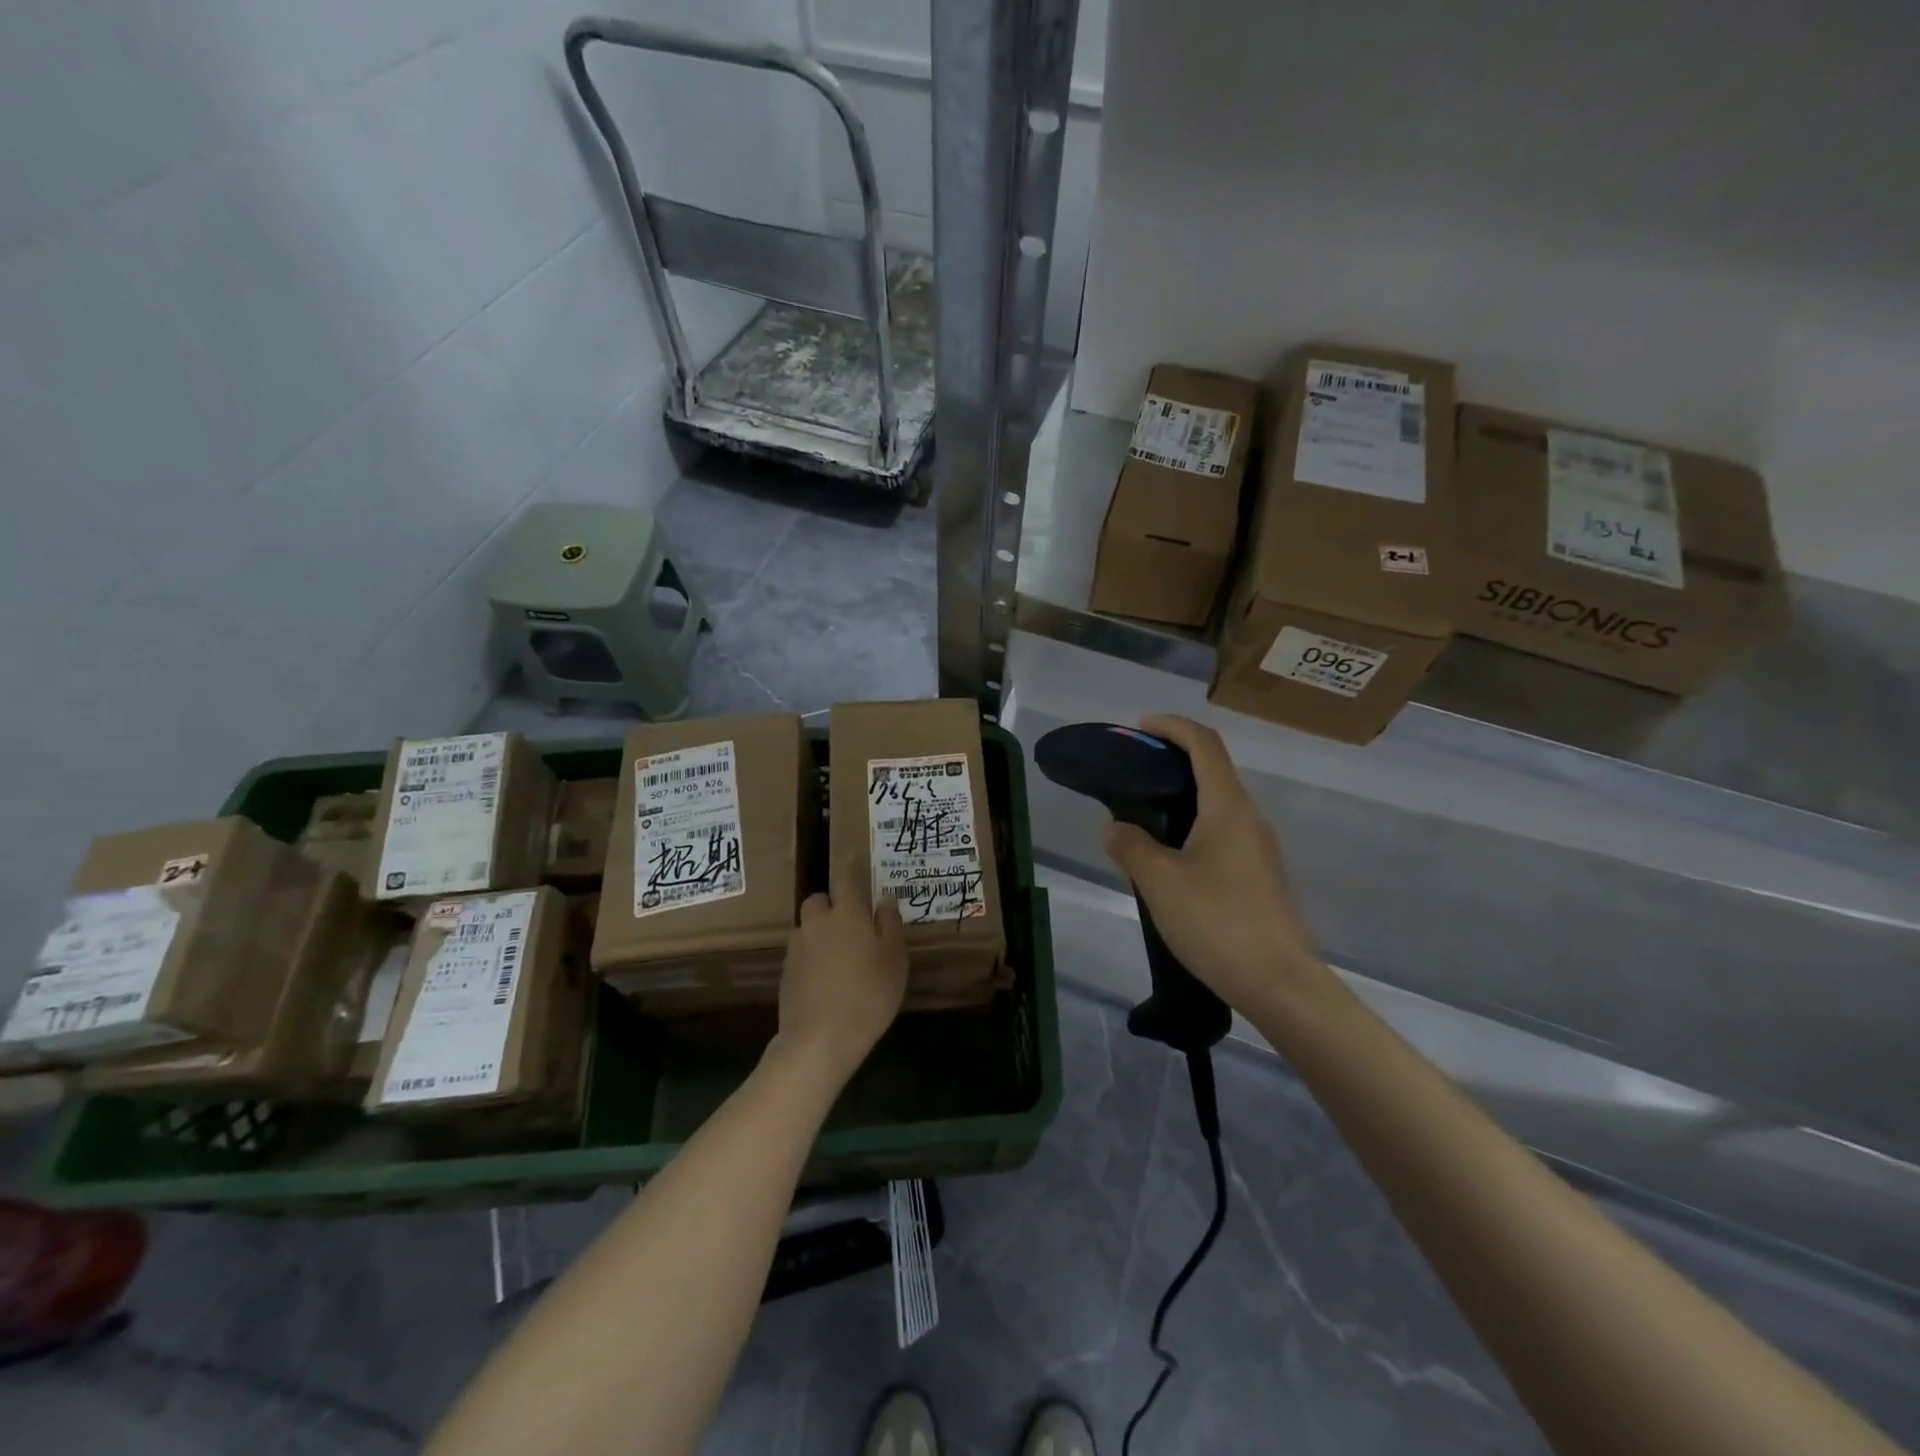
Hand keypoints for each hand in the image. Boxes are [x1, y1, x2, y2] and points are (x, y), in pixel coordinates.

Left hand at [775, 859, 907, 1081]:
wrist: (819, 1040)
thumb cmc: (868, 995)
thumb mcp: (895, 960)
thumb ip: (890, 925)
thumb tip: (884, 899)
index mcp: (847, 913)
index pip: (845, 877)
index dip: (849, 865)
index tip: (851, 857)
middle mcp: (817, 922)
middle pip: (818, 900)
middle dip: (831, 904)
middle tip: (851, 923)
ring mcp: (796, 948)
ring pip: (807, 927)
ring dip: (820, 931)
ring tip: (839, 955)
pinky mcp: (785, 972)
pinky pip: (800, 952)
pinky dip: (811, 956)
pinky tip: (825, 978)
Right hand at [1102, 714, 1321, 1014]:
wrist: (1279, 983)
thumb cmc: (1217, 922)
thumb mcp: (1159, 881)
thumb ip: (1131, 846)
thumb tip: (1115, 826)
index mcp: (1228, 807)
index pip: (1204, 744)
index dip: (1172, 726)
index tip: (1139, 728)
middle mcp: (1249, 818)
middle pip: (1213, 770)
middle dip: (1172, 760)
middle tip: (1132, 775)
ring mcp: (1259, 849)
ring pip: (1217, 805)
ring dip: (1181, 797)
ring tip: (1142, 818)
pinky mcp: (1259, 876)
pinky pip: (1222, 833)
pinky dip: (1192, 826)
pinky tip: (1168, 858)